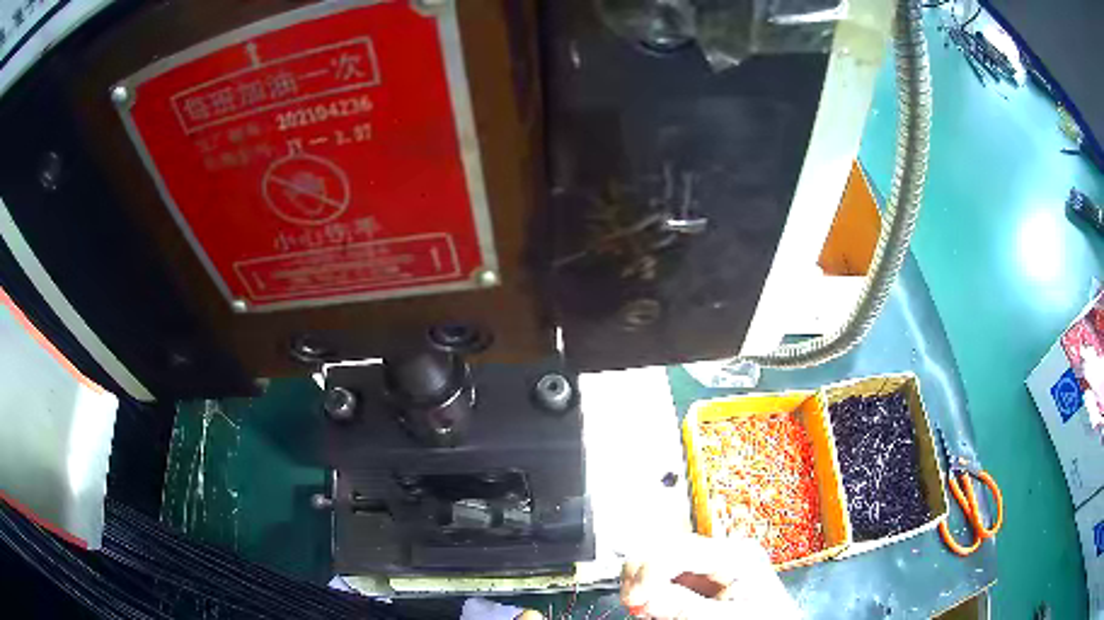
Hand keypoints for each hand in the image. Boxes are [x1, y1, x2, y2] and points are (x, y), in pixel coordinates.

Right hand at [620, 533, 800, 619]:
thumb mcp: (728, 618)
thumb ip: (687, 608)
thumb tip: (646, 597)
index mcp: (736, 555)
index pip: (680, 549)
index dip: (649, 571)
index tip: (633, 600)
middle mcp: (722, 552)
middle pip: (666, 548)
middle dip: (642, 574)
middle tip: (632, 604)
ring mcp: (710, 565)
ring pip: (660, 560)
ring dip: (644, 582)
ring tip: (641, 608)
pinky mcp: (700, 579)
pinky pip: (665, 576)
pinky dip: (651, 590)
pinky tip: (651, 605)